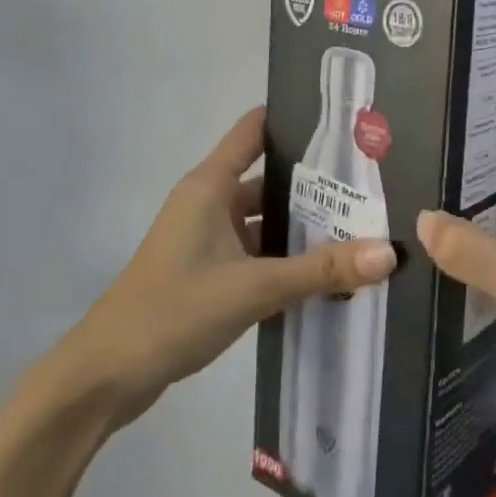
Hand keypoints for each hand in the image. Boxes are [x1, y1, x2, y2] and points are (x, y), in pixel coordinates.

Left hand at [37, 108, 396, 428]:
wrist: (105, 377)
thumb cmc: (173, 311)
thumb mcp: (253, 287)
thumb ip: (321, 270)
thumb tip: (390, 252)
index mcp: (210, 186)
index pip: (255, 130)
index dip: (295, 118)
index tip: (345, 120)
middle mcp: (209, 203)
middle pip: (270, 179)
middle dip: (317, 183)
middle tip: (374, 182)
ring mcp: (208, 240)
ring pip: (266, 221)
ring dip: (305, 227)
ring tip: (364, 226)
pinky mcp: (209, 274)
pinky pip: (258, 255)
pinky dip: (288, 260)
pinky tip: (329, 273)